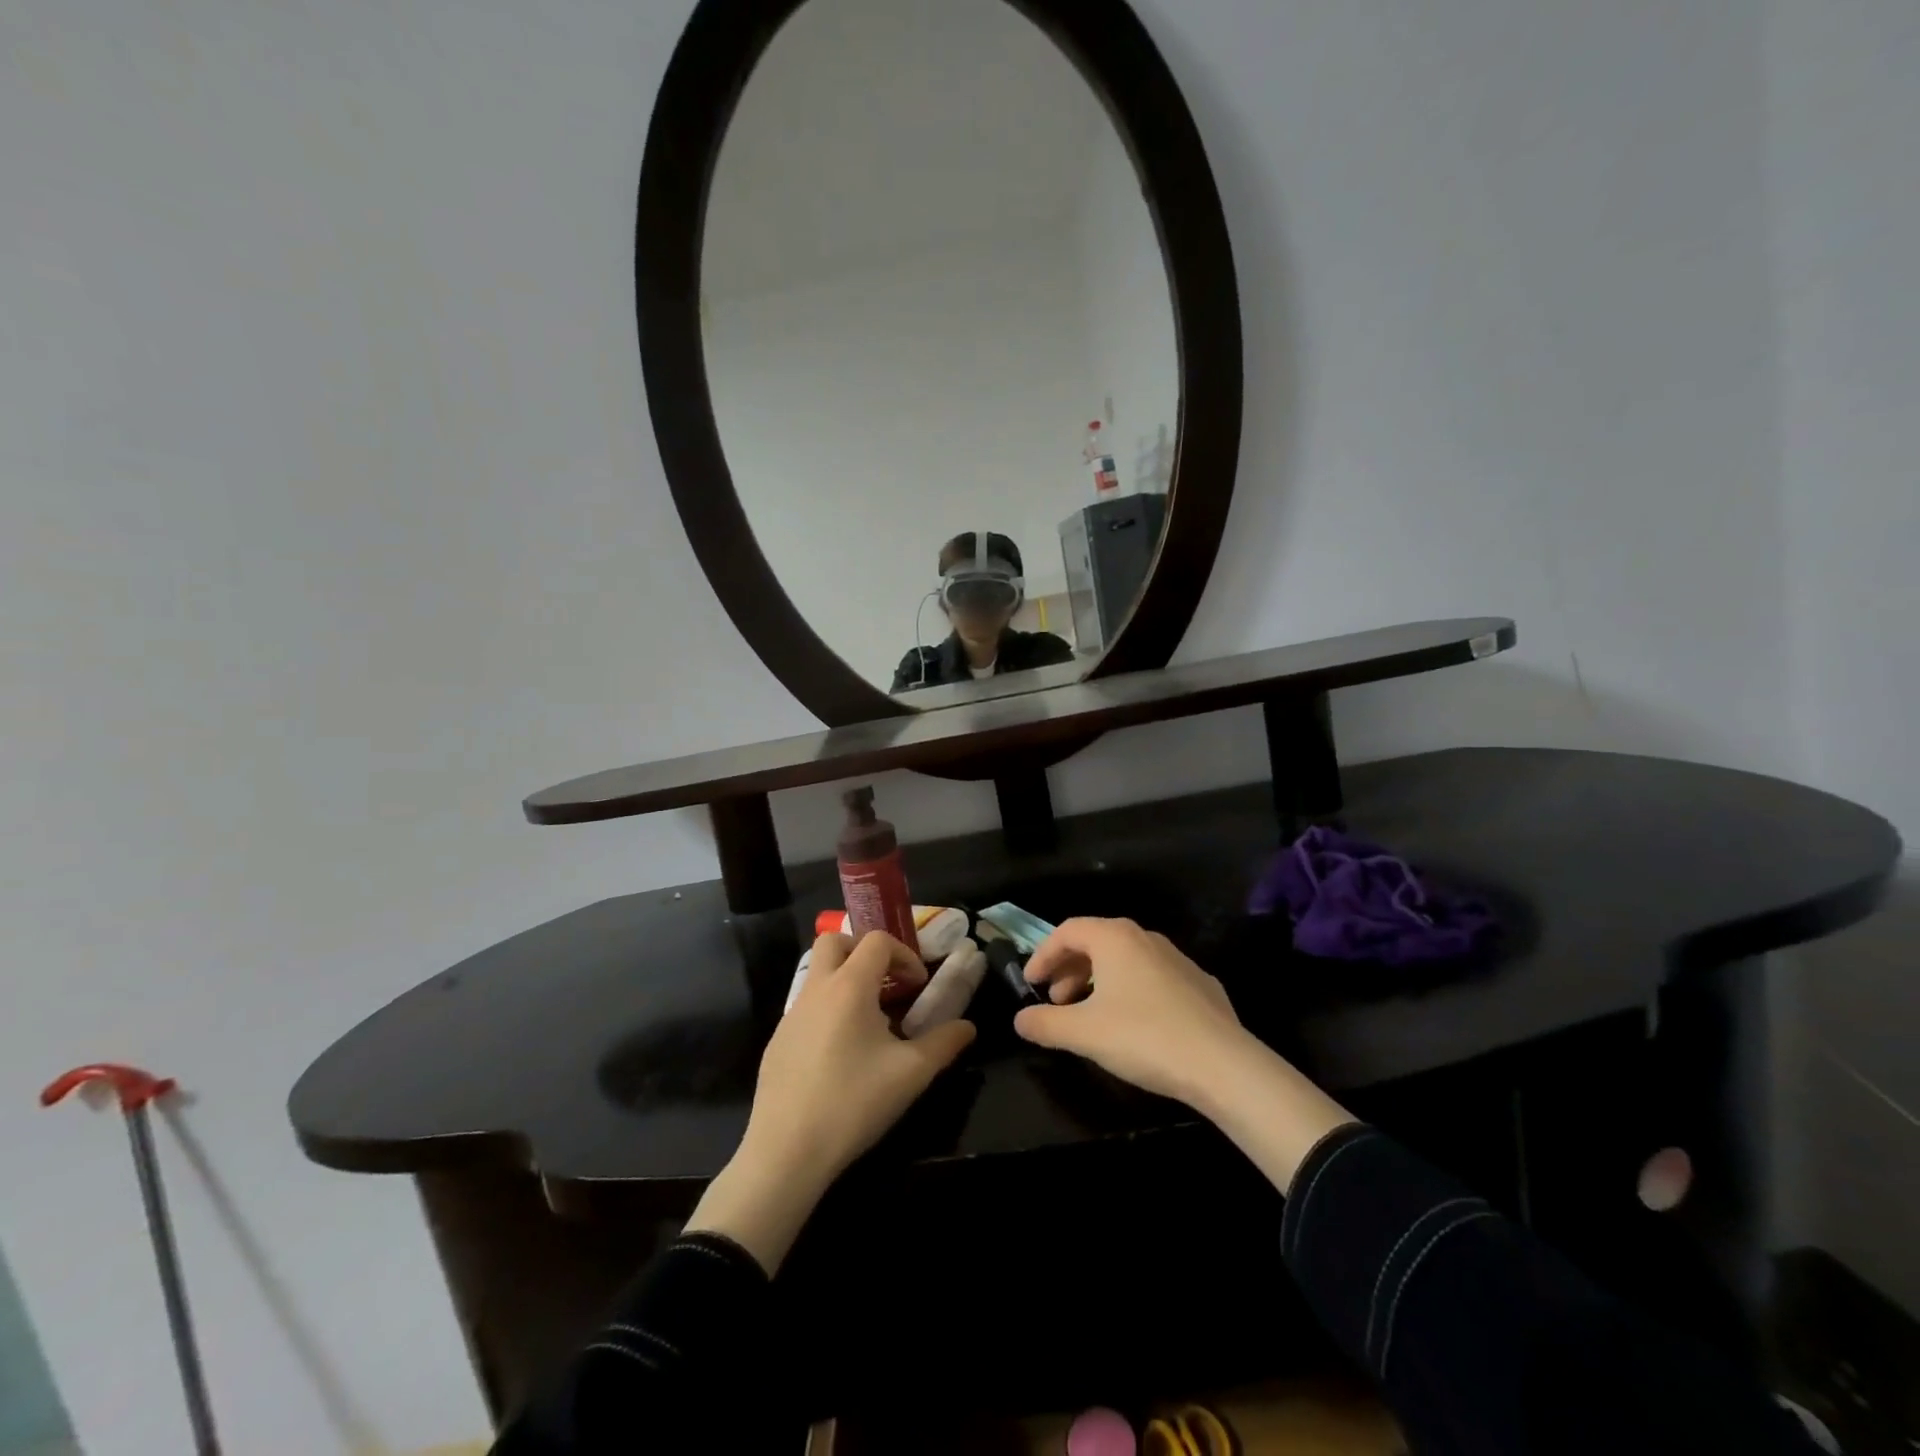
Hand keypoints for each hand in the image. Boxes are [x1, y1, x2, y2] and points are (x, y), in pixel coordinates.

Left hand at [686, 932, 972, 1271]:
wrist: (786, 1150)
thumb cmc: (854, 1102)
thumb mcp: (911, 1073)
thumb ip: (944, 1043)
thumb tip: (967, 1027)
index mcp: (849, 986)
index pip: (876, 941)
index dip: (903, 954)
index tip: (918, 985)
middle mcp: (817, 989)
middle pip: (835, 941)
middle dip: (864, 951)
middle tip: (887, 981)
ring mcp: (791, 1014)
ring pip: (818, 973)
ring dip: (846, 980)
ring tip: (870, 1019)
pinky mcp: (778, 1040)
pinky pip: (806, 1006)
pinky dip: (828, 1009)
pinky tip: (841, 1053)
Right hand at [1014, 917, 1248, 1105]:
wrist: (1224, 1065)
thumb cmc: (1144, 1037)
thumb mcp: (1083, 1033)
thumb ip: (1045, 1023)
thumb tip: (1020, 1019)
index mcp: (1115, 938)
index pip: (1067, 931)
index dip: (1043, 955)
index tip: (1031, 983)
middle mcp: (1145, 938)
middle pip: (1096, 942)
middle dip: (1070, 969)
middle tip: (1056, 1001)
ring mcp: (1177, 959)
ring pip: (1125, 960)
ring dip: (1098, 981)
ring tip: (1089, 1015)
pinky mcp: (1199, 984)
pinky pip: (1152, 978)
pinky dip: (1130, 991)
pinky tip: (1132, 1024)